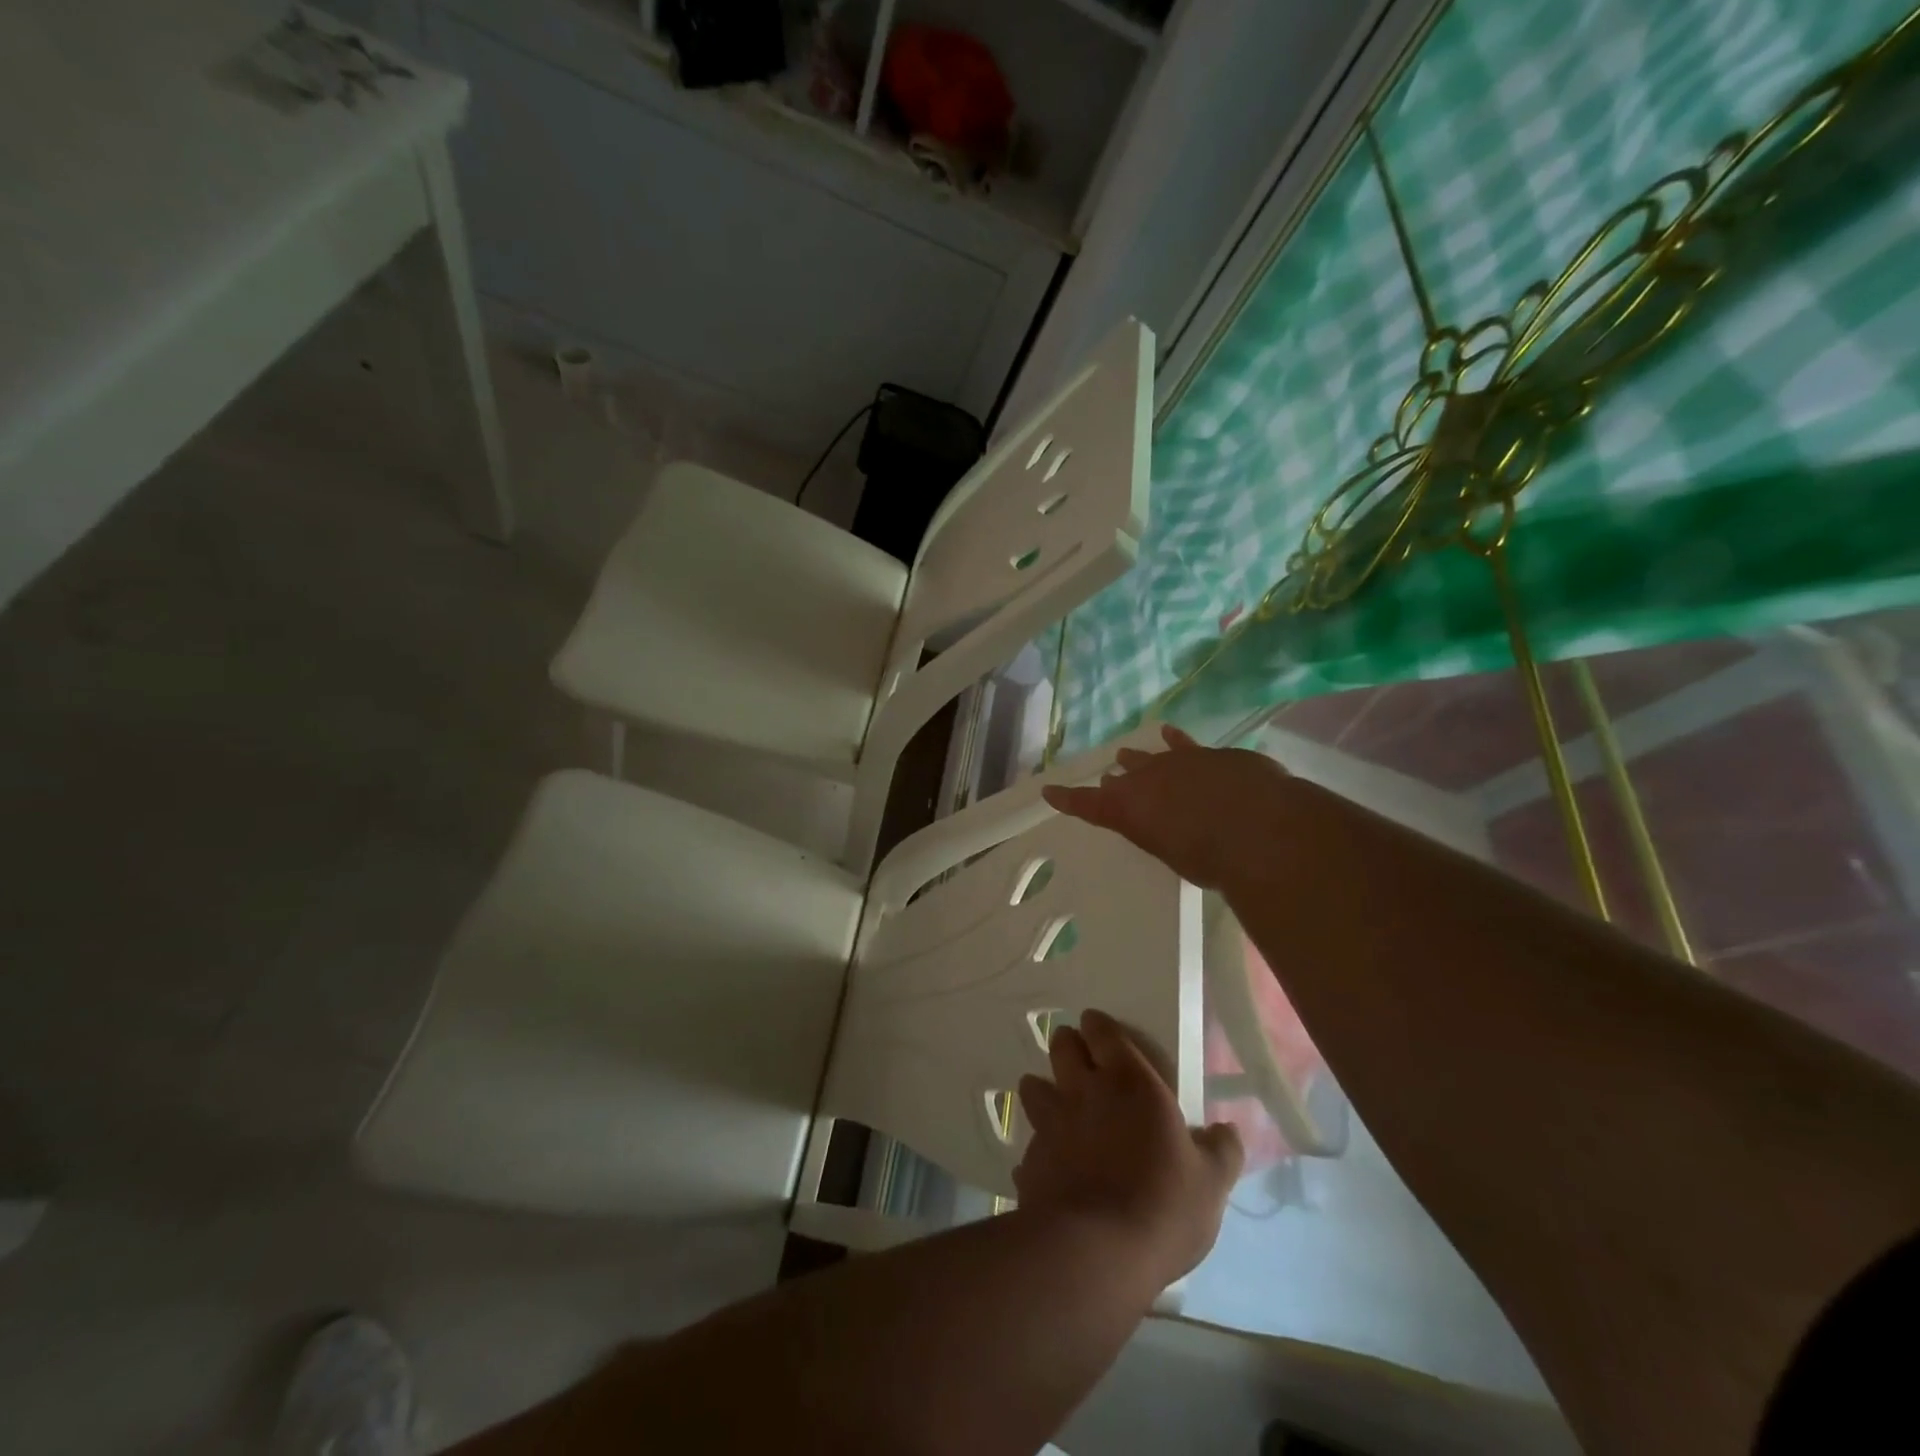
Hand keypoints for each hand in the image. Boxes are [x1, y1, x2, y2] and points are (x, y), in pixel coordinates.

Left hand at [1014, 1009, 1242, 1287]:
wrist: (1096, 1252)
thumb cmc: (1163, 1204)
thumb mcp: (1212, 1181)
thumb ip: (1221, 1149)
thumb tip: (1227, 1129)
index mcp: (1128, 1082)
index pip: (1103, 1032)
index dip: (1098, 1027)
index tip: (1097, 1029)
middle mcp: (1083, 1091)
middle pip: (1061, 1047)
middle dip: (1067, 1046)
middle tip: (1078, 1059)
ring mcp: (1050, 1123)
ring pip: (1033, 1086)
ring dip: (1042, 1088)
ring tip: (1054, 1103)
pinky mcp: (1029, 1160)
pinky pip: (1029, 1143)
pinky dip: (1038, 1148)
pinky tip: (1049, 1166)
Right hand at [1041, 724, 1293, 889]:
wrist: (1260, 827)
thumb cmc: (1210, 857)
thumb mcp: (1175, 854)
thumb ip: (1164, 835)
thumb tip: (1168, 829)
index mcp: (1131, 808)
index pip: (1090, 803)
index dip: (1069, 799)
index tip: (1049, 792)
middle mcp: (1149, 779)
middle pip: (1126, 776)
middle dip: (1117, 778)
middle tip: (1110, 779)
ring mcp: (1182, 762)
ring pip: (1153, 756)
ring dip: (1141, 756)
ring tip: (1128, 752)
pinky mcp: (1213, 755)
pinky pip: (1187, 745)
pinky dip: (1177, 741)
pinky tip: (1171, 733)